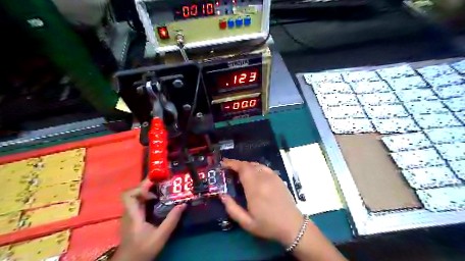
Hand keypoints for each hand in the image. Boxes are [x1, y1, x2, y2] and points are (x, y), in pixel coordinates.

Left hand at [111, 179, 185, 260]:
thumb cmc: (143, 249)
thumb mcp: (161, 236)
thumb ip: (172, 220)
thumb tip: (183, 204)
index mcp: (133, 214)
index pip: (128, 194)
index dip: (141, 188)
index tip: (155, 188)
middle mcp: (129, 211)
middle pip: (134, 191)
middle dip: (148, 185)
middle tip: (163, 181)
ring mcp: (130, 214)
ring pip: (136, 196)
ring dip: (149, 190)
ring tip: (163, 188)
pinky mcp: (133, 217)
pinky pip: (139, 202)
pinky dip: (148, 197)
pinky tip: (159, 201)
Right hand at [220, 159, 305, 245]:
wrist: (292, 225)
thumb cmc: (268, 225)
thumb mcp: (247, 222)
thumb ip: (232, 208)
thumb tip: (222, 195)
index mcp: (254, 188)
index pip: (242, 169)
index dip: (232, 163)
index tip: (224, 163)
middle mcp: (263, 179)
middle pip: (248, 165)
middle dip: (237, 164)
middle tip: (229, 168)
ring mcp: (272, 177)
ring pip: (256, 165)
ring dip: (246, 165)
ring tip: (239, 171)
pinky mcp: (278, 178)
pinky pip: (264, 168)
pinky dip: (255, 167)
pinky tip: (253, 173)